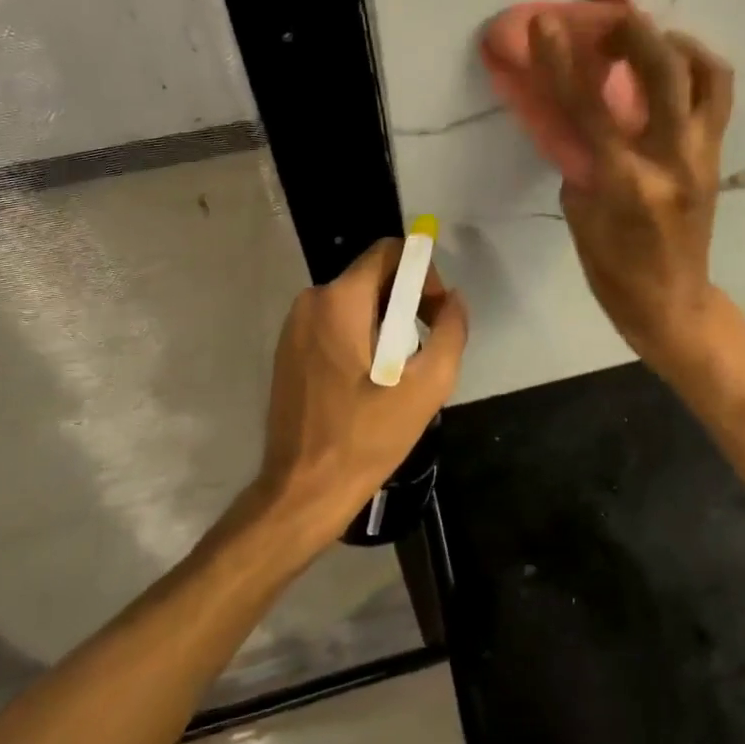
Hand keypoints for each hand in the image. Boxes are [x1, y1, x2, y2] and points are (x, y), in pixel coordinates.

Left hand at [257, 238, 468, 541]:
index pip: (389, 252)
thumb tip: (454, 301)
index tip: (434, 314)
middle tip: (424, 349)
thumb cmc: (365, 437)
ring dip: (387, 324)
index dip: (423, 273)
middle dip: (408, 302)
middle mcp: (311, 301)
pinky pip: (337, 323)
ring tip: (401, 372)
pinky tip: (373, 381)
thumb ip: (451, 332)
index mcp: (339, 301)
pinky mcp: (290, 350)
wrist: (303, 491)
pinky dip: (362, 337)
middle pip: (374, 277)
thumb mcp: (426, 386)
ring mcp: (295, 326)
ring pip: (357, 302)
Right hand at [532, 0, 733, 370]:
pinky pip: (717, 93)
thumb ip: (579, 155)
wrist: (672, 300)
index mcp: (627, 183)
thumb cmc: (614, 267)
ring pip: (708, 74)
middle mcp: (673, 160)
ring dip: (675, 41)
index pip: (590, 109)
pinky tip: (670, 66)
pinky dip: (695, 66)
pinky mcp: (718, 154)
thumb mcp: (580, 212)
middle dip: (634, 30)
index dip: (564, 62)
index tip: (545, 24)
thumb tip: (576, 109)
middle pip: (664, 72)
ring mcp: (703, 155)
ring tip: (648, 36)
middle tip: (606, 17)